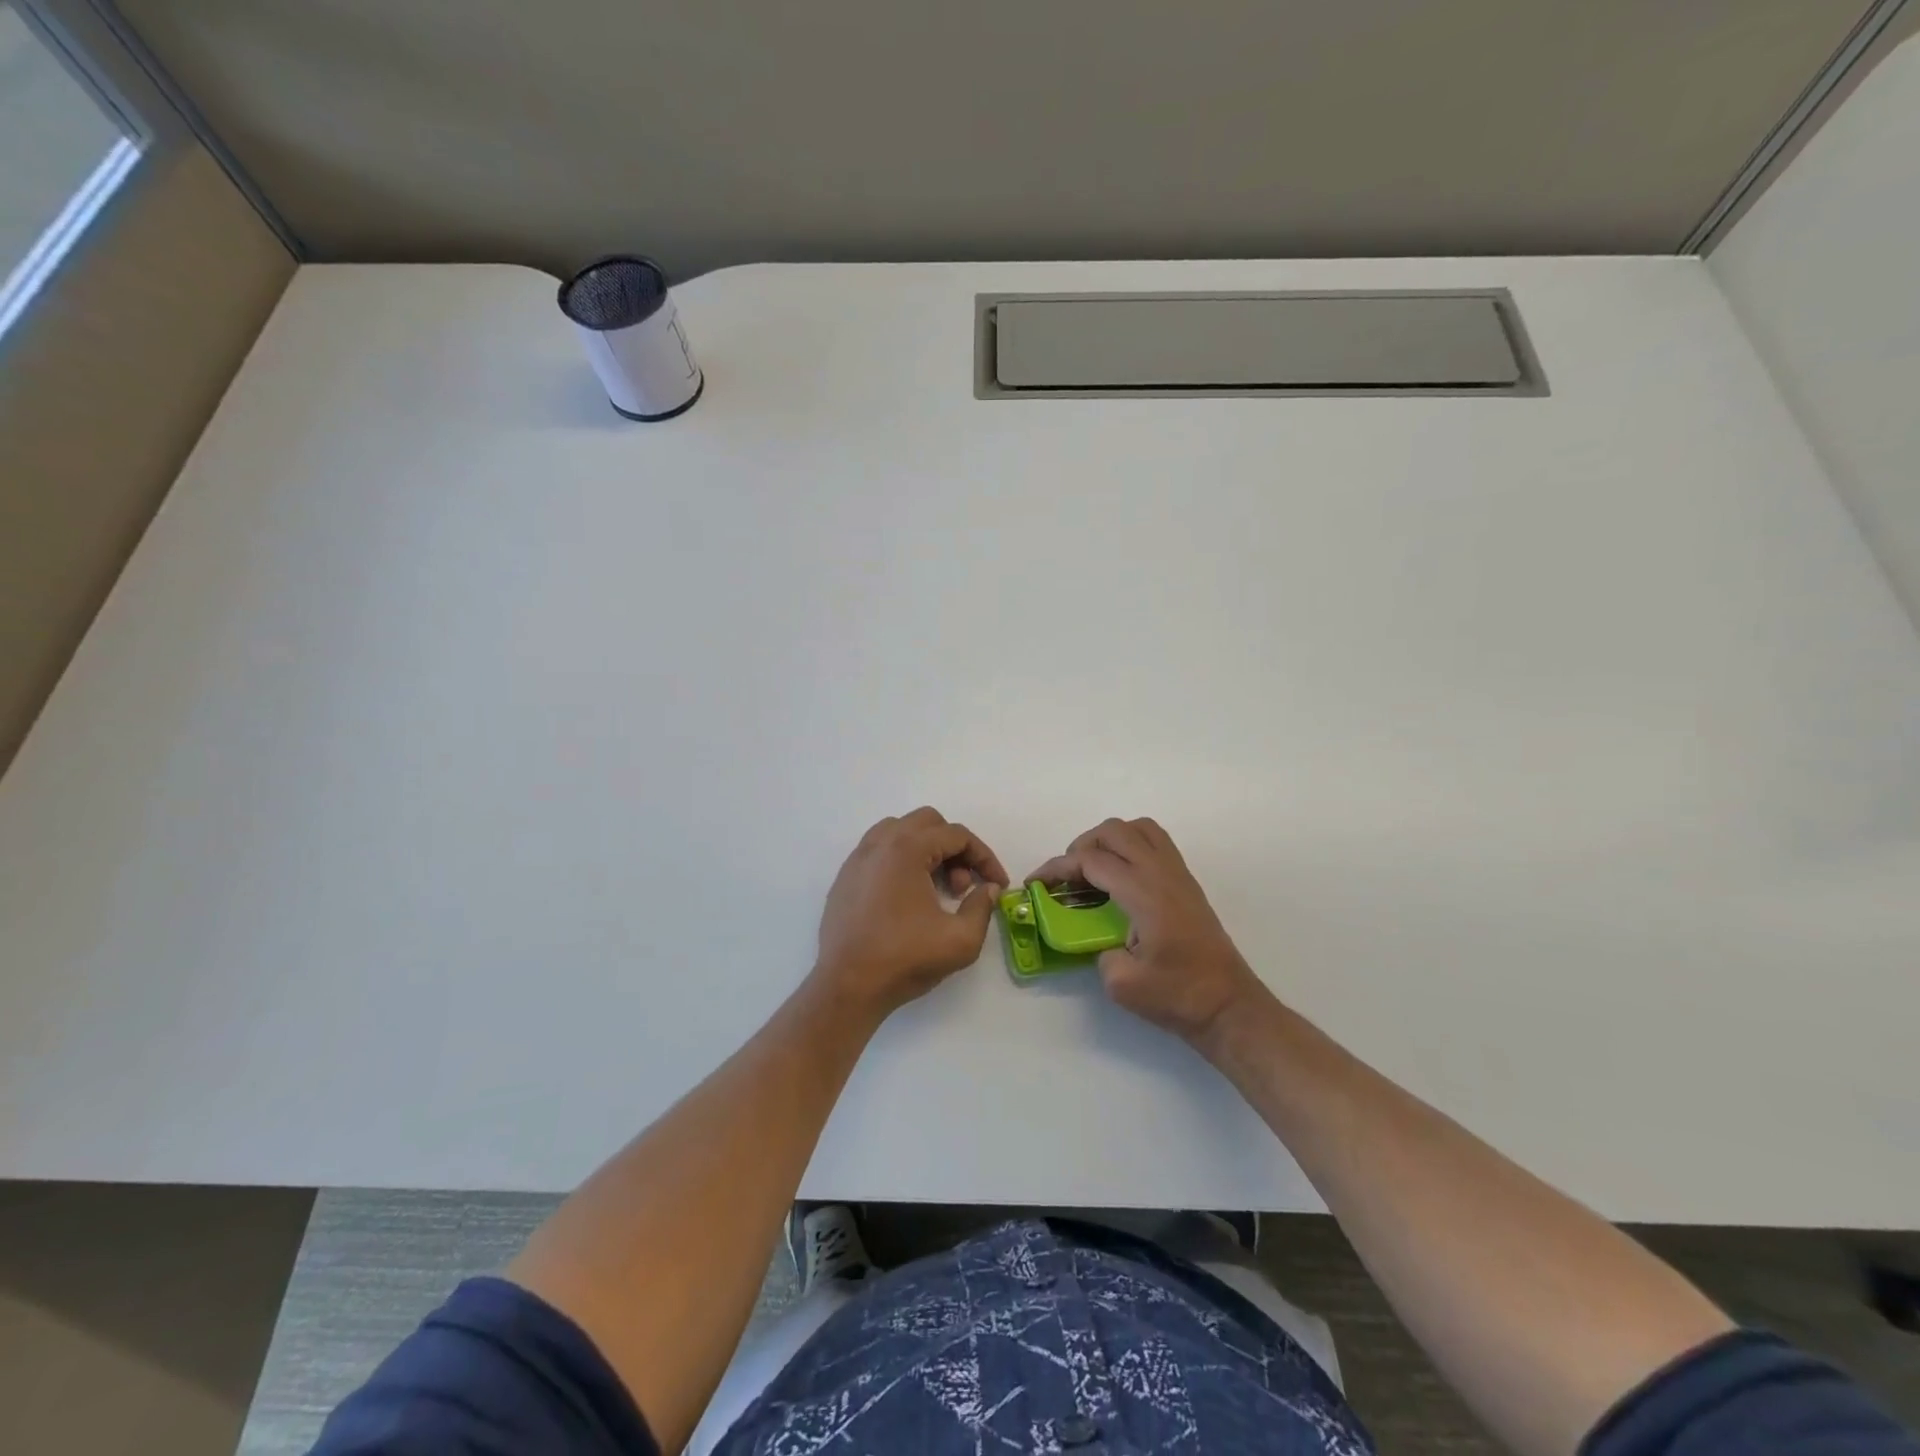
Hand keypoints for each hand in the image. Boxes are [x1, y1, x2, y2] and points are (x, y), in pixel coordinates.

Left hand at [814, 808, 1007, 1019]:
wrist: (847, 987)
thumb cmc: (904, 959)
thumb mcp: (961, 940)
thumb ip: (982, 907)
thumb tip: (988, 889)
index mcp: (907, 849)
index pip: (957, 835)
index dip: (984, 857)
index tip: (997, 883)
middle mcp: (879, 844)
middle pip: (928, 823)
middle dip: (954, 849)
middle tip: (962, 887)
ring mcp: (858, 859)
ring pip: (900, 831)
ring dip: (927, 850)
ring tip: (936, 888)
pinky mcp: (845, 877)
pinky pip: (879, 850)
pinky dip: (901, 860)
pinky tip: (908, 896)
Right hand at [1030, 818, 1264, 1041]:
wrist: (1229, 1006)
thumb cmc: (1179, 995)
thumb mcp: (1123, 984)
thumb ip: (1099, 954)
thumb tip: (1099, 940)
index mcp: (1144, 893)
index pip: (1092, 861)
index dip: (1057, 868)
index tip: (1036, 883)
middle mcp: (1161, 873)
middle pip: (1114, 831)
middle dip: (1081, 846)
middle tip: (1067, 877)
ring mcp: (1178, 874)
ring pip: (1138, 828)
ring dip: (1109, 840)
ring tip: (1094, 870)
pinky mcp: (1187, 882)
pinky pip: (1155, 842)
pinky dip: (1130, 847)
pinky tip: (1121, 879)